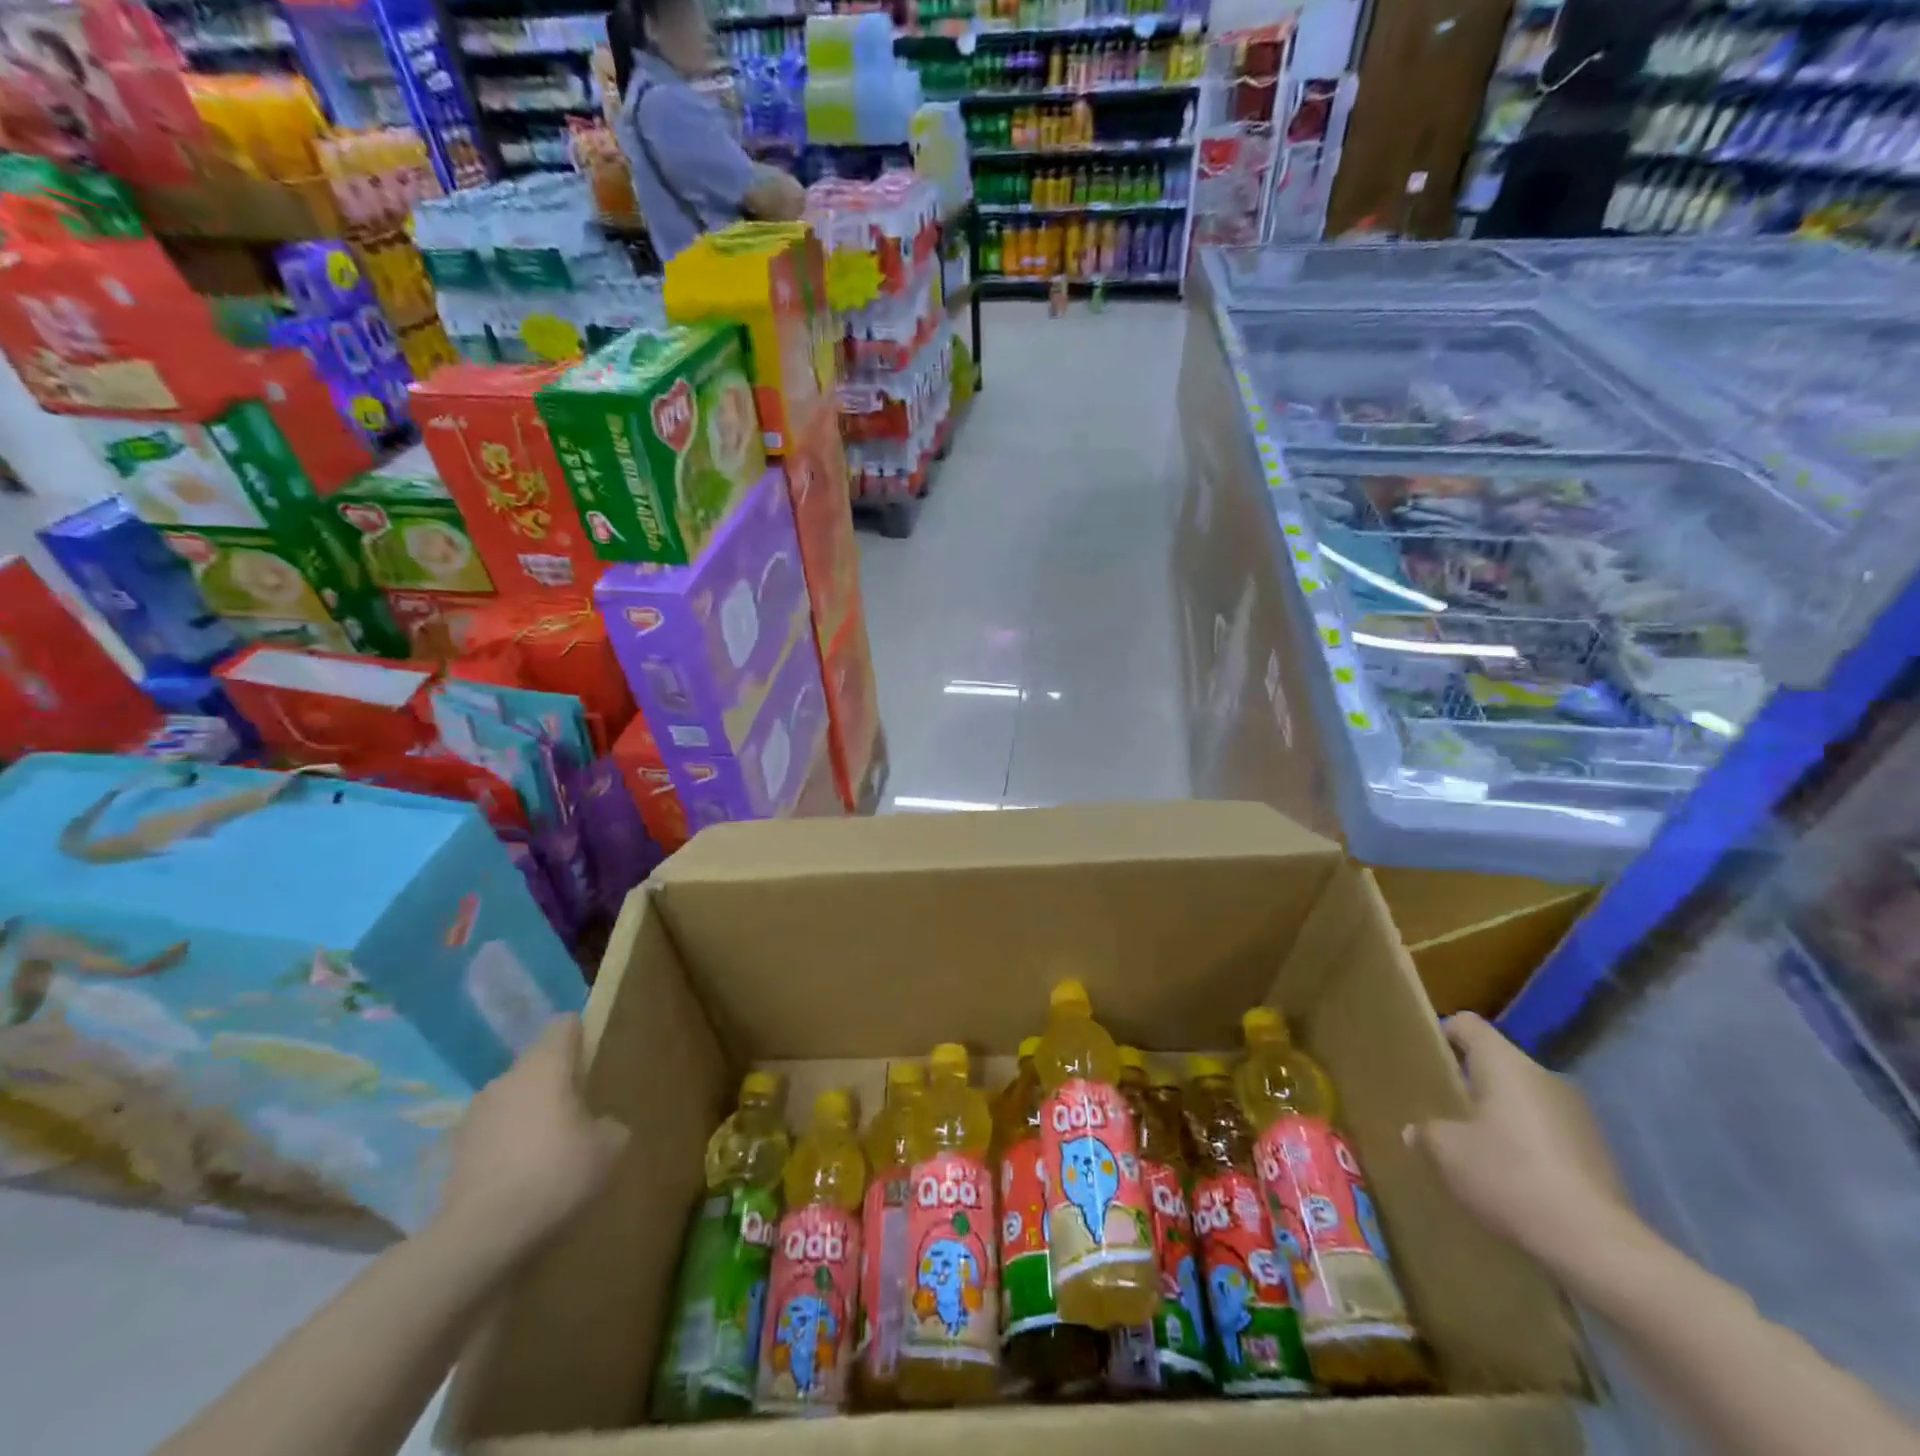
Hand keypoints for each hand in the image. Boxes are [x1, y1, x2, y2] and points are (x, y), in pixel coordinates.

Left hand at [435, 1018, 628, 1253]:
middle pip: (538, 1064)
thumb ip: (610, 1124)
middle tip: (579, 1117)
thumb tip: (597, 1126)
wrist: (480, 1238)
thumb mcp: (609, 1148)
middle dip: (557, 1084)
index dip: (582, 1038)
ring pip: (513, 1099)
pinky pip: (493, 1133)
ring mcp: (475, 1114)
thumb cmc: (555, 1175)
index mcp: (545, 1065)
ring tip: (547, 1154)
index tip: (594, 1065)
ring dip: (530, 1115)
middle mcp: (506, 1078)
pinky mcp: (454, 1151)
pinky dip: (507, 1146)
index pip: (564, 1025)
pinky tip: (520, 1179)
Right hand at [1408, 1012, 1636, 1268]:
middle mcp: (1545, 1077)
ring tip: (1476, 1147)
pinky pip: (1548, 1132)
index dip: (1442, 1034)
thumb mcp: (1446, 1152)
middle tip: (1442, 1109)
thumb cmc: (1510, 1176)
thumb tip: (1417, 1131)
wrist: (1597, 1246)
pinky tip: (1513, 1178)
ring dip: (1500, 1115)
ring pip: (1524, 1099)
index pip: (1467, 1024)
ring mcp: (1578, 1115)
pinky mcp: (1598, 1153)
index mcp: (1505, 1064)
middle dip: (1469, 1082)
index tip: (1425, 1060)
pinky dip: (1527, 1144)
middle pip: (1497, 1063)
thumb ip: (1425, 1131)